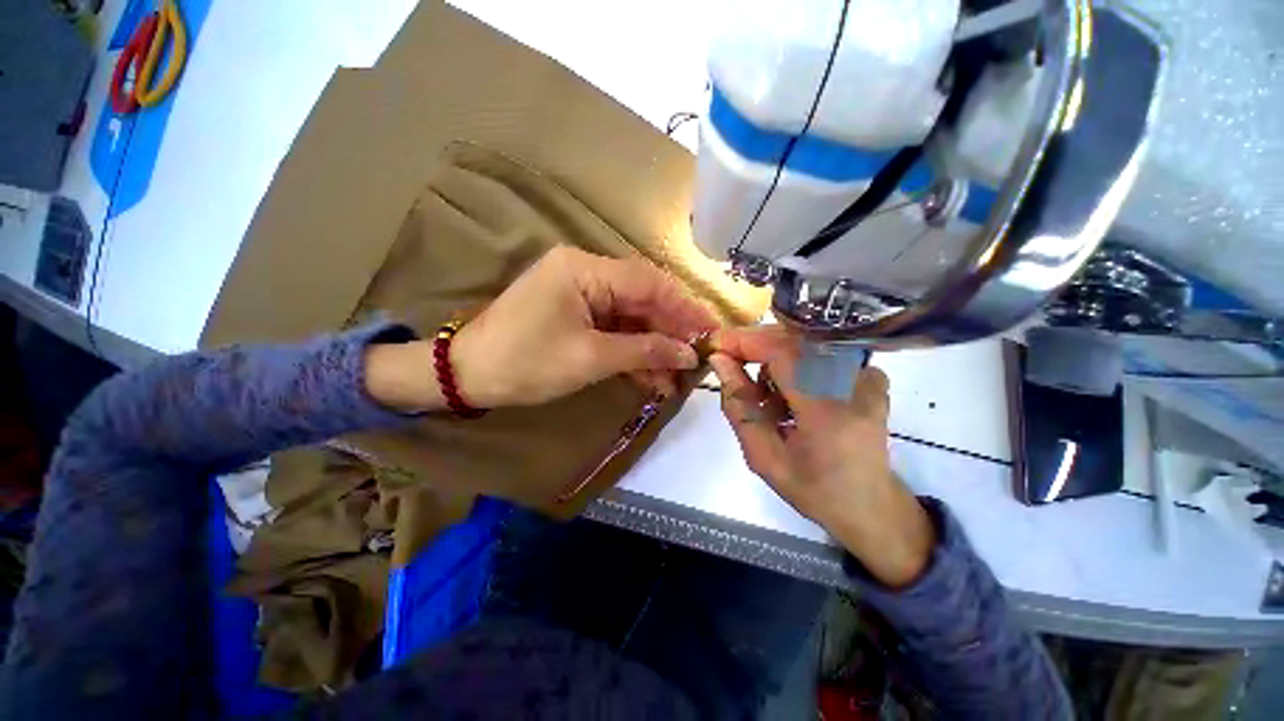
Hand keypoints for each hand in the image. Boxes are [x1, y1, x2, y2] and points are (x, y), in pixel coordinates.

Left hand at [366, 246, 716, 412]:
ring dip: (653, 347)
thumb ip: (644, 352)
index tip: (711, 332)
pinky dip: (632, 352)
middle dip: (670, 332)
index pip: (649, 283)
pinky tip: (651, 377)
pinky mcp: (577, 314)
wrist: (468, 376)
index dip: (684, 308)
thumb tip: (688, 354)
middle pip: (643, 299)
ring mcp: (582, 294)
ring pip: (631, 318)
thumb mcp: (591, 358)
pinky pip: (614, 330)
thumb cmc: (526, 363)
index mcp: (586, 270)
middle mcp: (587, 272)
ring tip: (675, 378)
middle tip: (697, 359)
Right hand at [709, 327, 934, 587]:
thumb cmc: (814, 489)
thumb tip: (720, 362)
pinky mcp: (868, 374)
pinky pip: (817, 355)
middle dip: (753, 347)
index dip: (744, 341)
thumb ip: (738, 406)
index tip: (715, 344)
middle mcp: (854, 382)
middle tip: (729, 365)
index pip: (781, 352)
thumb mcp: (763, 457)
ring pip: (801, 345)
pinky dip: (793, 368)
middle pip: (791, 341)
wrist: (871, 505)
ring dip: (772, 362)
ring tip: (765, 400)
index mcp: (828, 410)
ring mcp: (866, 375)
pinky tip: (788, 397)